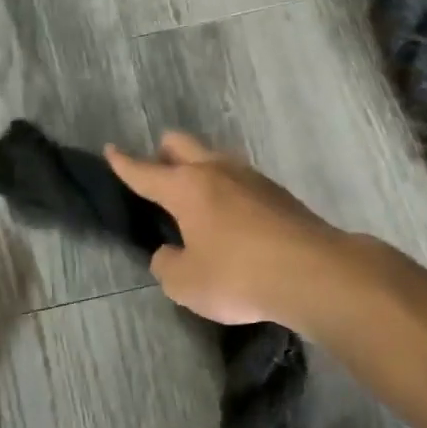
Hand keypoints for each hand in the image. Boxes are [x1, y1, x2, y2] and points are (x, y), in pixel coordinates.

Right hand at [105, 132, 349, 326]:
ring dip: (200, 170)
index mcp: (186, 188)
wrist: (315, 274)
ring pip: (215, 158)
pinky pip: (241, 181)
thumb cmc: (238, 276)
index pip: (145, 171)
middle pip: (182, 144)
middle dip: (163, 153)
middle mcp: (216, 171)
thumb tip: (169, 252)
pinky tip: (232, 218)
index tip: (110, 149)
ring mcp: (252, 178)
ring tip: (196, 200)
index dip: (123, 163)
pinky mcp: (279, 194)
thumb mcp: (185, 283)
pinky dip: (227, 191)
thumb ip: (167, 264)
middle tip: (157, 174)